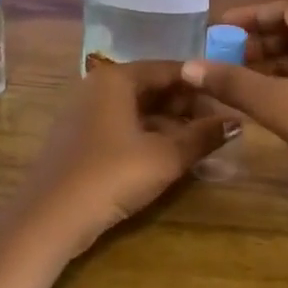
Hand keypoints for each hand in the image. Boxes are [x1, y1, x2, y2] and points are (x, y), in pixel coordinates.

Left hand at [11, 60, 230, 250]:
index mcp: (117, 78)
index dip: (203, 84)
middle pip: (152, 87)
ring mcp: (84, 113)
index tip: (230, 101)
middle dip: (186, 106)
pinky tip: (167, 156)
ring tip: (198, 143)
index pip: (170, 69)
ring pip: (137, 109)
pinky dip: (147, 135)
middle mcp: (97, 87)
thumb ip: (203, 136)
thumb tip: (238, 122)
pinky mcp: (78, 139)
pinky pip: (121, 126)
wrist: (50, 218)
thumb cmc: (112, 175)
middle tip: (217, 126)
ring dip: (169, 123)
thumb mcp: (166, 157)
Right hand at [182, 2, 287, 199]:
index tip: (218, 28)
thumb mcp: (277, 103)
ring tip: (238, 78)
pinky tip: (265, 96)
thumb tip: (188, 66)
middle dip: (257, 42)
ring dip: (271, 61)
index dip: (249, 17)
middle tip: (223, 57)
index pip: (285, 9)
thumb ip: (232, 82)